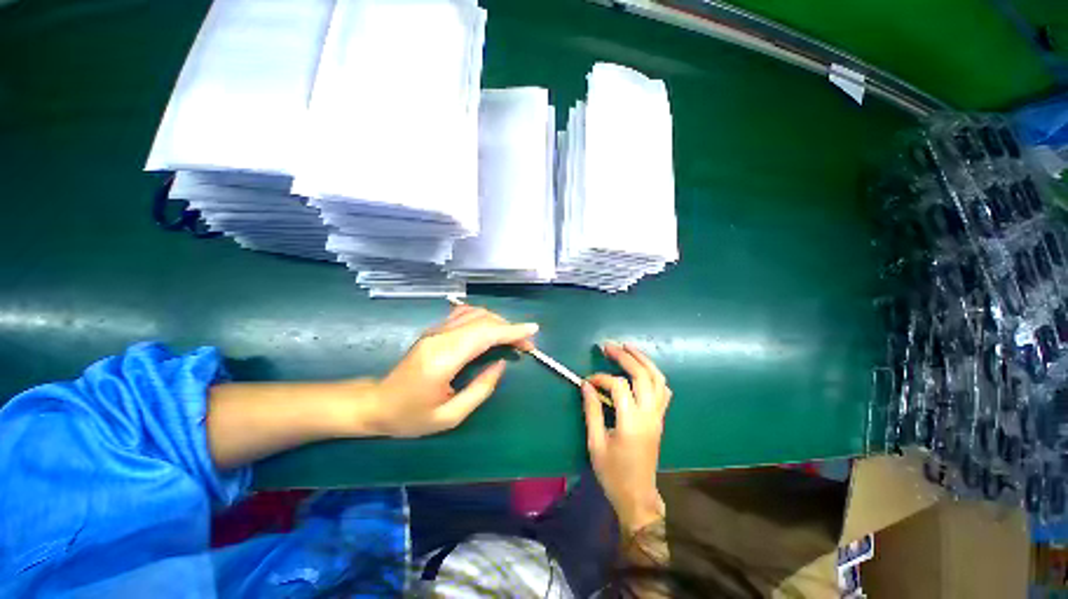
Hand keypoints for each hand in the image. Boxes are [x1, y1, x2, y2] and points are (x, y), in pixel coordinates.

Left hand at [365, 305, 538, 437]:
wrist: (377, 404)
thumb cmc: (411, 416)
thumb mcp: (450, 416)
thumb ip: (481, 389)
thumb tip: (501, 364)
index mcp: (443, 359)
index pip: (484, 335)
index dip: (511, 330)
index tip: (533, 331)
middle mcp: (440, 337)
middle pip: (483, 321)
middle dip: (510, 328)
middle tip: (526, 344)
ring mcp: (436, 330)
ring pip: (475, 313)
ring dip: (498, 322)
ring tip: (511, 338)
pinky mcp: (435, 330)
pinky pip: (464, 314)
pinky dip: (484, 318)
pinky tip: (491, 329)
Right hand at [583, 342, 671, 534]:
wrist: (637, 495)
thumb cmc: (613, 473)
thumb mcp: (596, 443)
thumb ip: (591, 410)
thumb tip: (586, 384)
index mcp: (631, 422)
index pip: (618, 386)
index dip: (601, 378)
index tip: (587, 380)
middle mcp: (649, 415)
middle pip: (642, 375)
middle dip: (625, 357)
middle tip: (608, 346)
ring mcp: (658, 416)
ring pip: (658, 379)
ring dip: (643, 360)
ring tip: (628, 347)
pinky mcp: (660, 419)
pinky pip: (663, 391)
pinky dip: (654, 375)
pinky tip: (642, 370)